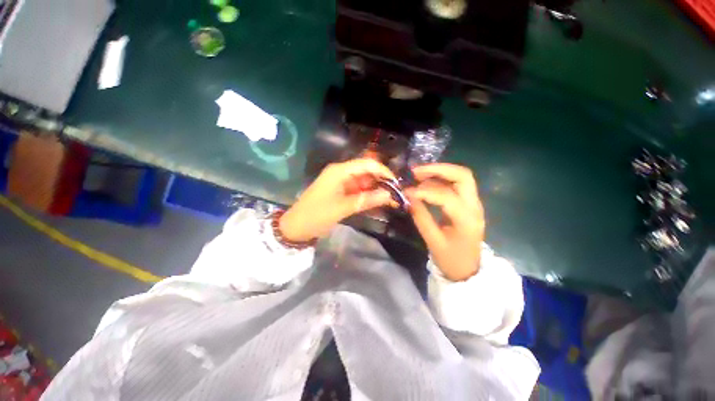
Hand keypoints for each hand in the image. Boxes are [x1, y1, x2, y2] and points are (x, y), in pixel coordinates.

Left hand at [279, 159, 396, 241]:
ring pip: (364, 182)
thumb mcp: (342, 208)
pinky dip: (368, 196)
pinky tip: (379, 202)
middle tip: (396, 195)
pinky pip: (358, 191)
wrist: (296, 227)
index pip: (366, 164)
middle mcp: (341, 173)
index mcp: (339, 171)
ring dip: (376, 190)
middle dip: (381, 182)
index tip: (396, 184)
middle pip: (366, 172)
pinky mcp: (341, 192)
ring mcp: (341, 183)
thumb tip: (389, 195)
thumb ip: (366, 200)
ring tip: (391, 200)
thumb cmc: (316, 215)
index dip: (383, 172)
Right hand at [406, 164, 484, 280]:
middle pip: (462, 176)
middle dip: (438, 169)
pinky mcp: (469, 203)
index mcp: (467, 220)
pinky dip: (440, 179)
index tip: (406, 191)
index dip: (424, 191)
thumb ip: (421, 216)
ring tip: (417, 174)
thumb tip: (408, 196)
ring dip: (439, 172)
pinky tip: (426, 182)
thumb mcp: (432, 241)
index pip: (446, 196)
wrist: (468, 270)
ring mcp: (474, 203)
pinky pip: (456, 184)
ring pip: (460, 177)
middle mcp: (475, 206)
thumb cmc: (450, 259)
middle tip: (415, 172)